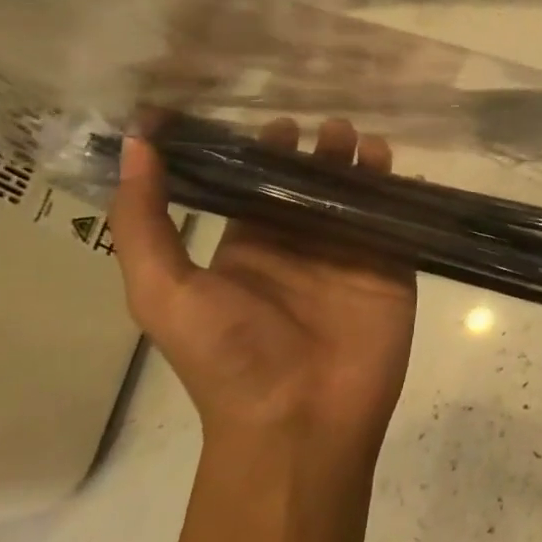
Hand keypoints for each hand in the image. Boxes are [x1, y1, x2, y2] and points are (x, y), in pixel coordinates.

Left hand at [110, 118, 417, 468]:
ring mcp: (352, 257)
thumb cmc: (230, 356)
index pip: (260, 185)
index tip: (278, 122)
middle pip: (316, 183)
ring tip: (364, 140)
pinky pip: (399, 222)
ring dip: (363, 164)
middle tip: (333, 126)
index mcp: (250, 247)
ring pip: (360, 196)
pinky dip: (403, 194)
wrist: (301, 419)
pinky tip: (403, 168)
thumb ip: (146, 220)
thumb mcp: (165, 290)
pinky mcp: (392, 270)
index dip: (267, 151)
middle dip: (322, 151)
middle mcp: (302, 246)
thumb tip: (137, 141)